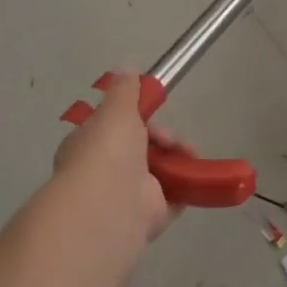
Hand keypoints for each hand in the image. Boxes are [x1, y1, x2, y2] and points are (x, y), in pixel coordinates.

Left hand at [52, 74, 175, 245]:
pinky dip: (187, 186)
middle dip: (162, 138)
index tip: (152, 110)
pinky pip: (173, 197)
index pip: (113, 128)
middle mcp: (104, 173)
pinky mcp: (149, 217)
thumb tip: (124, 68)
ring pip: (158, 171)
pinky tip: (198, 174)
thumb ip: (124, 89)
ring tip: (191, 154)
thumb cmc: (107, 150)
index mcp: (89, 146)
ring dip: (178, 159)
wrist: (110, 206)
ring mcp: (126, 197)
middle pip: (140, 148)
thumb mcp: (116, 108)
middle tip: (172, 139)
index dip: (135, 118)